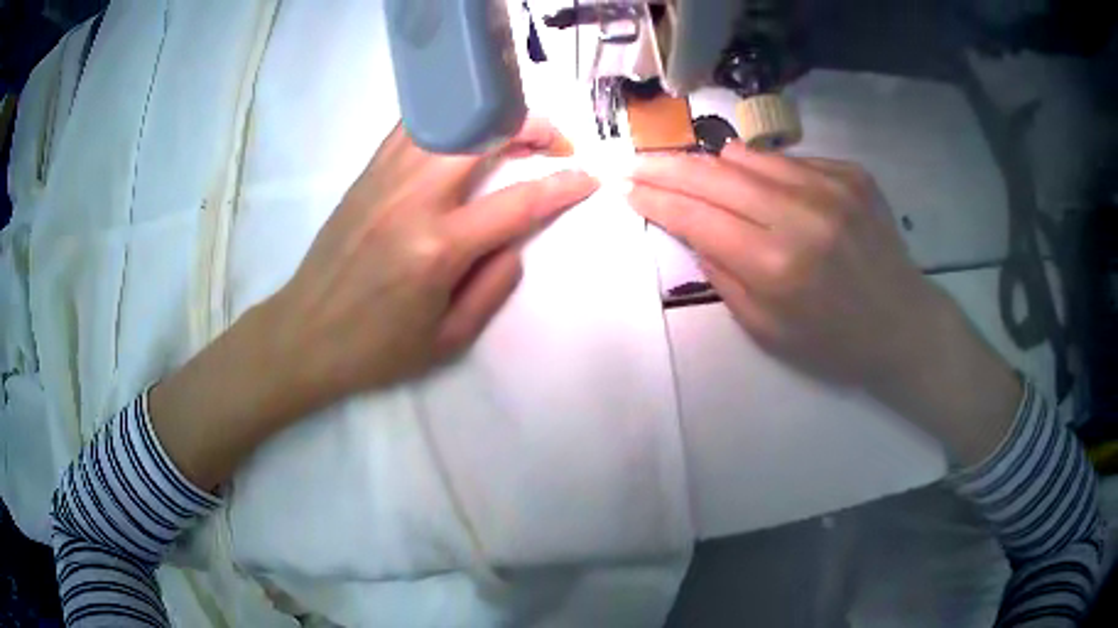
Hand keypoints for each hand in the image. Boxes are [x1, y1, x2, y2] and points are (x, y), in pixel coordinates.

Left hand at [269, 120, 595, 413]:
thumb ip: (493, 286)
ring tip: (515, 128)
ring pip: (447, 120)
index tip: (588, 177)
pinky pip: (414, 127)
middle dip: (530, 126)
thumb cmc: (377, 348)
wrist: (304, 333)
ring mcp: (384, 179)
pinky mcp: (366, 174)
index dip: (562, 186)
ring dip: (490, 114)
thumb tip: (517, 240)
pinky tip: (465, 128)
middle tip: (555, 140)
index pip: (518, 202)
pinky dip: (449, 117)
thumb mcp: (448, 339)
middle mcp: (412, 200)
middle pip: (482, 135)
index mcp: (437, 248)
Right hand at [629, 143, 1020, 463]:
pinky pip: (788, 161)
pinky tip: (768, 192)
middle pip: (714, 173)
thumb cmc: (833, 341)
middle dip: (666, 166)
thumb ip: (722, 274)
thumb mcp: (766, 329)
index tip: (625, 186)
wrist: (903, 324)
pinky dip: (766, 172)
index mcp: (777, 265)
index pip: (697, 216)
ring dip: (715, 166)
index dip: (655, 198)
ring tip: (698, 175)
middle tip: (636, 160)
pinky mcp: (851, 173)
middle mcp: (802, 214)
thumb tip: (692, 228)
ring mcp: (831, 186)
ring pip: (749, 156)